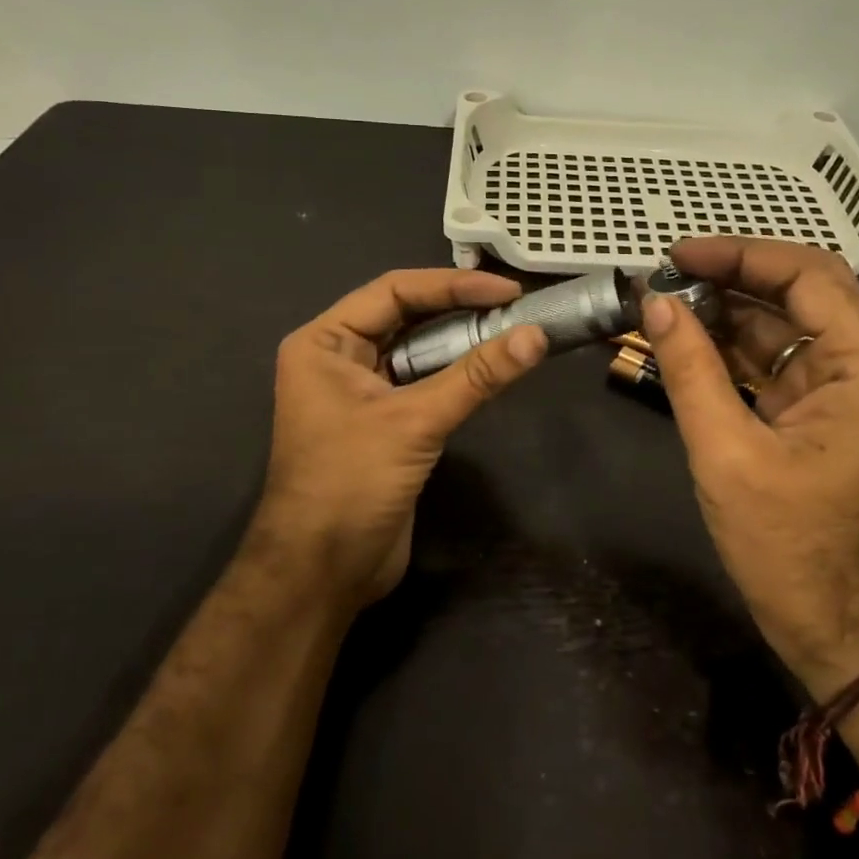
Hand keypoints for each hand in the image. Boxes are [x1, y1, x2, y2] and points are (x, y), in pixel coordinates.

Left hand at [250, 269, 546, 606]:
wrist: (323, 572)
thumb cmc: (350, 483)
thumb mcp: (415, 422)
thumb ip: (476, 376)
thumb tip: (536, 335)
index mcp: (325, 343)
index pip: (394, 292)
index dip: (453, 286)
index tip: (507, 290)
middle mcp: (339, 358)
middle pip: (407, 317)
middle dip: (460, 310)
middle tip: (517, 307)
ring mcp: (362, 392)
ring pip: (418, 351)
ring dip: (463, 342)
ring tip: (514, 331)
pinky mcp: (384, 423)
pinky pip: (425, 384)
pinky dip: (458, 375)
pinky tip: (493, 369)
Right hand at [643, 237, 858, 700]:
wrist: (841, 632)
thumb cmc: (790, 548)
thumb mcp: (728, 454)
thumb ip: (690, 371)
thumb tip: (655, 303)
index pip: (807, 276)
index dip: (739, 255)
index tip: (677, 255)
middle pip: (801, 294)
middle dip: (733, 278)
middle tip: (668, 274)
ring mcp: (842, 396)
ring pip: (785, 330)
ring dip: (727, 315)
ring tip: (665, 304)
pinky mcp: (818, 421)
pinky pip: (775, 368)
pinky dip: (732, 354)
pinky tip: (686, 344)